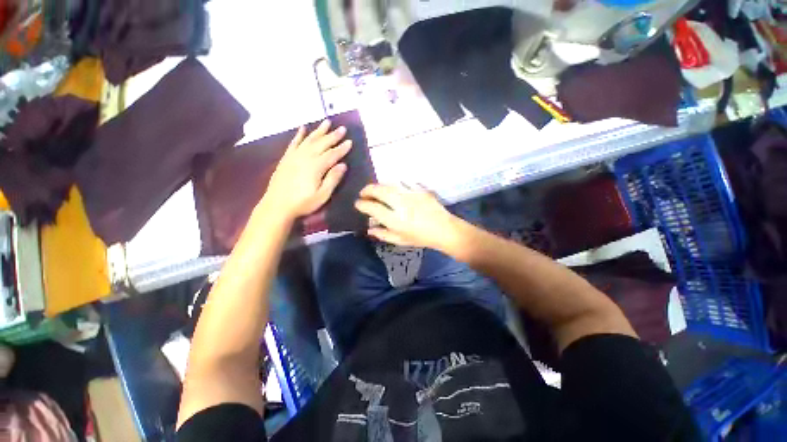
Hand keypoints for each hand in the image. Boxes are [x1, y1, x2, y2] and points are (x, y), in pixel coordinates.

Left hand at [263, 120, 351, 219]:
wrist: (277, 205)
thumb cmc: (303, 203)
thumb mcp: (322, 195)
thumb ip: (333, 179)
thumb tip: (343, 165)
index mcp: (316, 167)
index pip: (333, 154)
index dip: (342, 148)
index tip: (350, 141)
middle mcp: (305, 157)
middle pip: (322, 143)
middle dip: (333, 135)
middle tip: (342, 128)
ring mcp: (294, 156)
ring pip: (309, 139)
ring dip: (319, 131)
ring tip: (327, 122)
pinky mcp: (286, 158)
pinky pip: (294, 142)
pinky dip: (299, 135)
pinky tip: (303, 128)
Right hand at [355, 184, 462, 251]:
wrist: (444, 229)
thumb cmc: (421, 238)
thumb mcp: (400, 240)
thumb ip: (383, 235)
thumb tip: (369, 229)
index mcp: (396, 220)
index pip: (373, 208)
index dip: (362, 204)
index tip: (358, 203)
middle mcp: (401, 205)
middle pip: (379, 191)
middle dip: (367, 190)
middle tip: (363, 193)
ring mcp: (411, 195)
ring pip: (390, 184)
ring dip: (379, 186)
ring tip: (375, 190)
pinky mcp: (419, 189)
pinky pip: (402, 183)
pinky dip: (393, 185)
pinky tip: (391, 189)